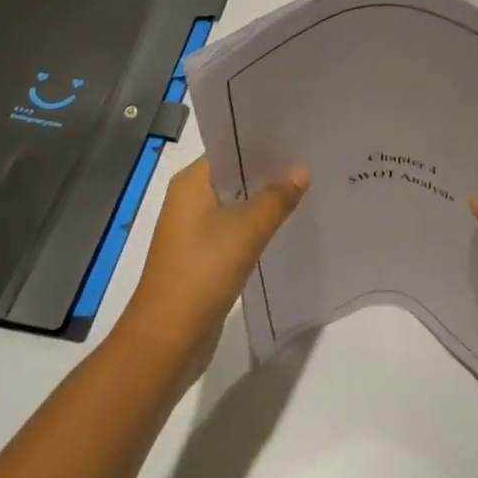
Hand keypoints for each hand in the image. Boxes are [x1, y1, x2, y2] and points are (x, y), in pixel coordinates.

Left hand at [118, 156, 308, 373]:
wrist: (166, 341)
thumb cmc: (201, 274)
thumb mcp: (245, 232)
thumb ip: (276, 199)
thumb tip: (302, 169)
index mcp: (191, 184)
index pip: (230, 148)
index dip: (263, 142)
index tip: (298, 136)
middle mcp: (189, 200)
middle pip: (235, 175)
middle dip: (270, 170)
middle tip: (312, 158)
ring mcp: (194, 230)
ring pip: (237, 204)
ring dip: (265, 199)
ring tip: (308, 187)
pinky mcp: (203, 256)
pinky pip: (235, 229)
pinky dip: (258, 225)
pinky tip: (287, 225)